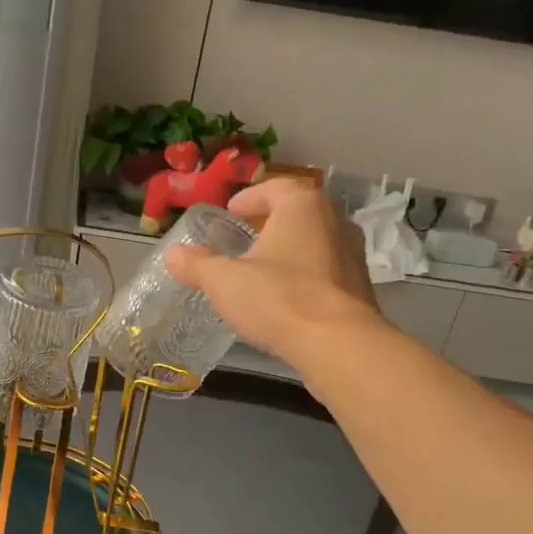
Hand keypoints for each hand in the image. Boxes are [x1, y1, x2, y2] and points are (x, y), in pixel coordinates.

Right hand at [165, 178, 379, 358]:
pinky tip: (285, 299)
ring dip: (289, 251)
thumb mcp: (224, 281)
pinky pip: (324, 272)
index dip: (249, 198)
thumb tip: (173, 254)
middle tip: (243, 240)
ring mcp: (352, 255)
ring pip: (314, 243)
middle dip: (269, 224)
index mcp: (302, 207)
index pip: (275, 188)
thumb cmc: (278, 299)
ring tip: (262, 271)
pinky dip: (303, 277)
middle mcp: (334, 222)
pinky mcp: (359, 288)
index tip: (231, 212)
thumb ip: (197, 265)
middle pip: (297, 214)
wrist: (337, 345)